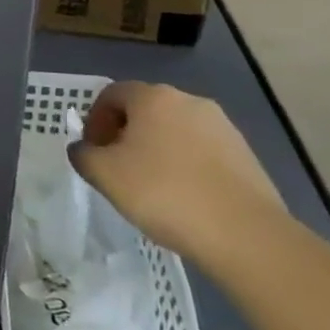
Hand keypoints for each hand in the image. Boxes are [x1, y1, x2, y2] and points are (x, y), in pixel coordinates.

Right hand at [68, 81, 288, 268]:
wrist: (246, 235)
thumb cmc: (164, 192)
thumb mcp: (103, 174)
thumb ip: (83, 154)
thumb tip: (84, 150)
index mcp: (153, 97)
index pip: (111, 94)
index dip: (94, 120)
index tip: (93, 151)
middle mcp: (190, 102)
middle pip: (145, 110)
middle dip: (125, 133)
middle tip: (117, 167)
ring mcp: (224, 128)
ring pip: (175, 131)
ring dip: (157, 149)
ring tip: (151, 185)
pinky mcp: (247, 156)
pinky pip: (202, 152)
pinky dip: (186, 165)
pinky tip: (184, 196)